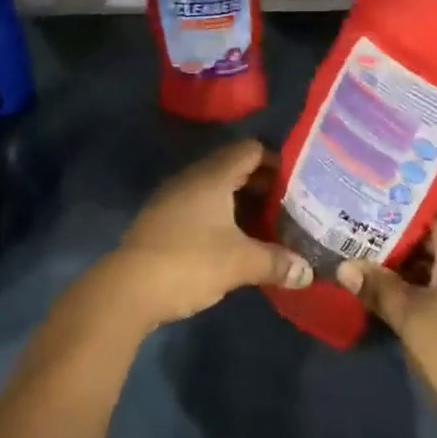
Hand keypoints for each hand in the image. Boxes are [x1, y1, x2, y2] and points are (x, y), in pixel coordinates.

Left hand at [100, 140, 313, 331]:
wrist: (128, 288)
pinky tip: (233, 241)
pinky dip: (221, 215)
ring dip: (241, 202)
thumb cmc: (189, 262)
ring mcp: (174, 196)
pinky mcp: (163, 218)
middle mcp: (193, 176)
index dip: (276, 160)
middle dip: (262, 184)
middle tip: (289, 206)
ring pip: (216, 188)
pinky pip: (200, 204)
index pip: (251, 149)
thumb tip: (308, 272)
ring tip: (266, 226)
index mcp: (213, 174)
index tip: (297, 183)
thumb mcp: (240, 263)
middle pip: (234, 166)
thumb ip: (276, 262)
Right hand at [337, 212, 436, 437]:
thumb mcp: (412, 323)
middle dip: (400, 242)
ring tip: (376, 271)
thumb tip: (345, 267)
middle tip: (360, 244)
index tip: (365, 212)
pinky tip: (408, 298)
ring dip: (416, 267)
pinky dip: (435, 284)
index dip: (395, 209)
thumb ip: (379, 288)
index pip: (428, 209)